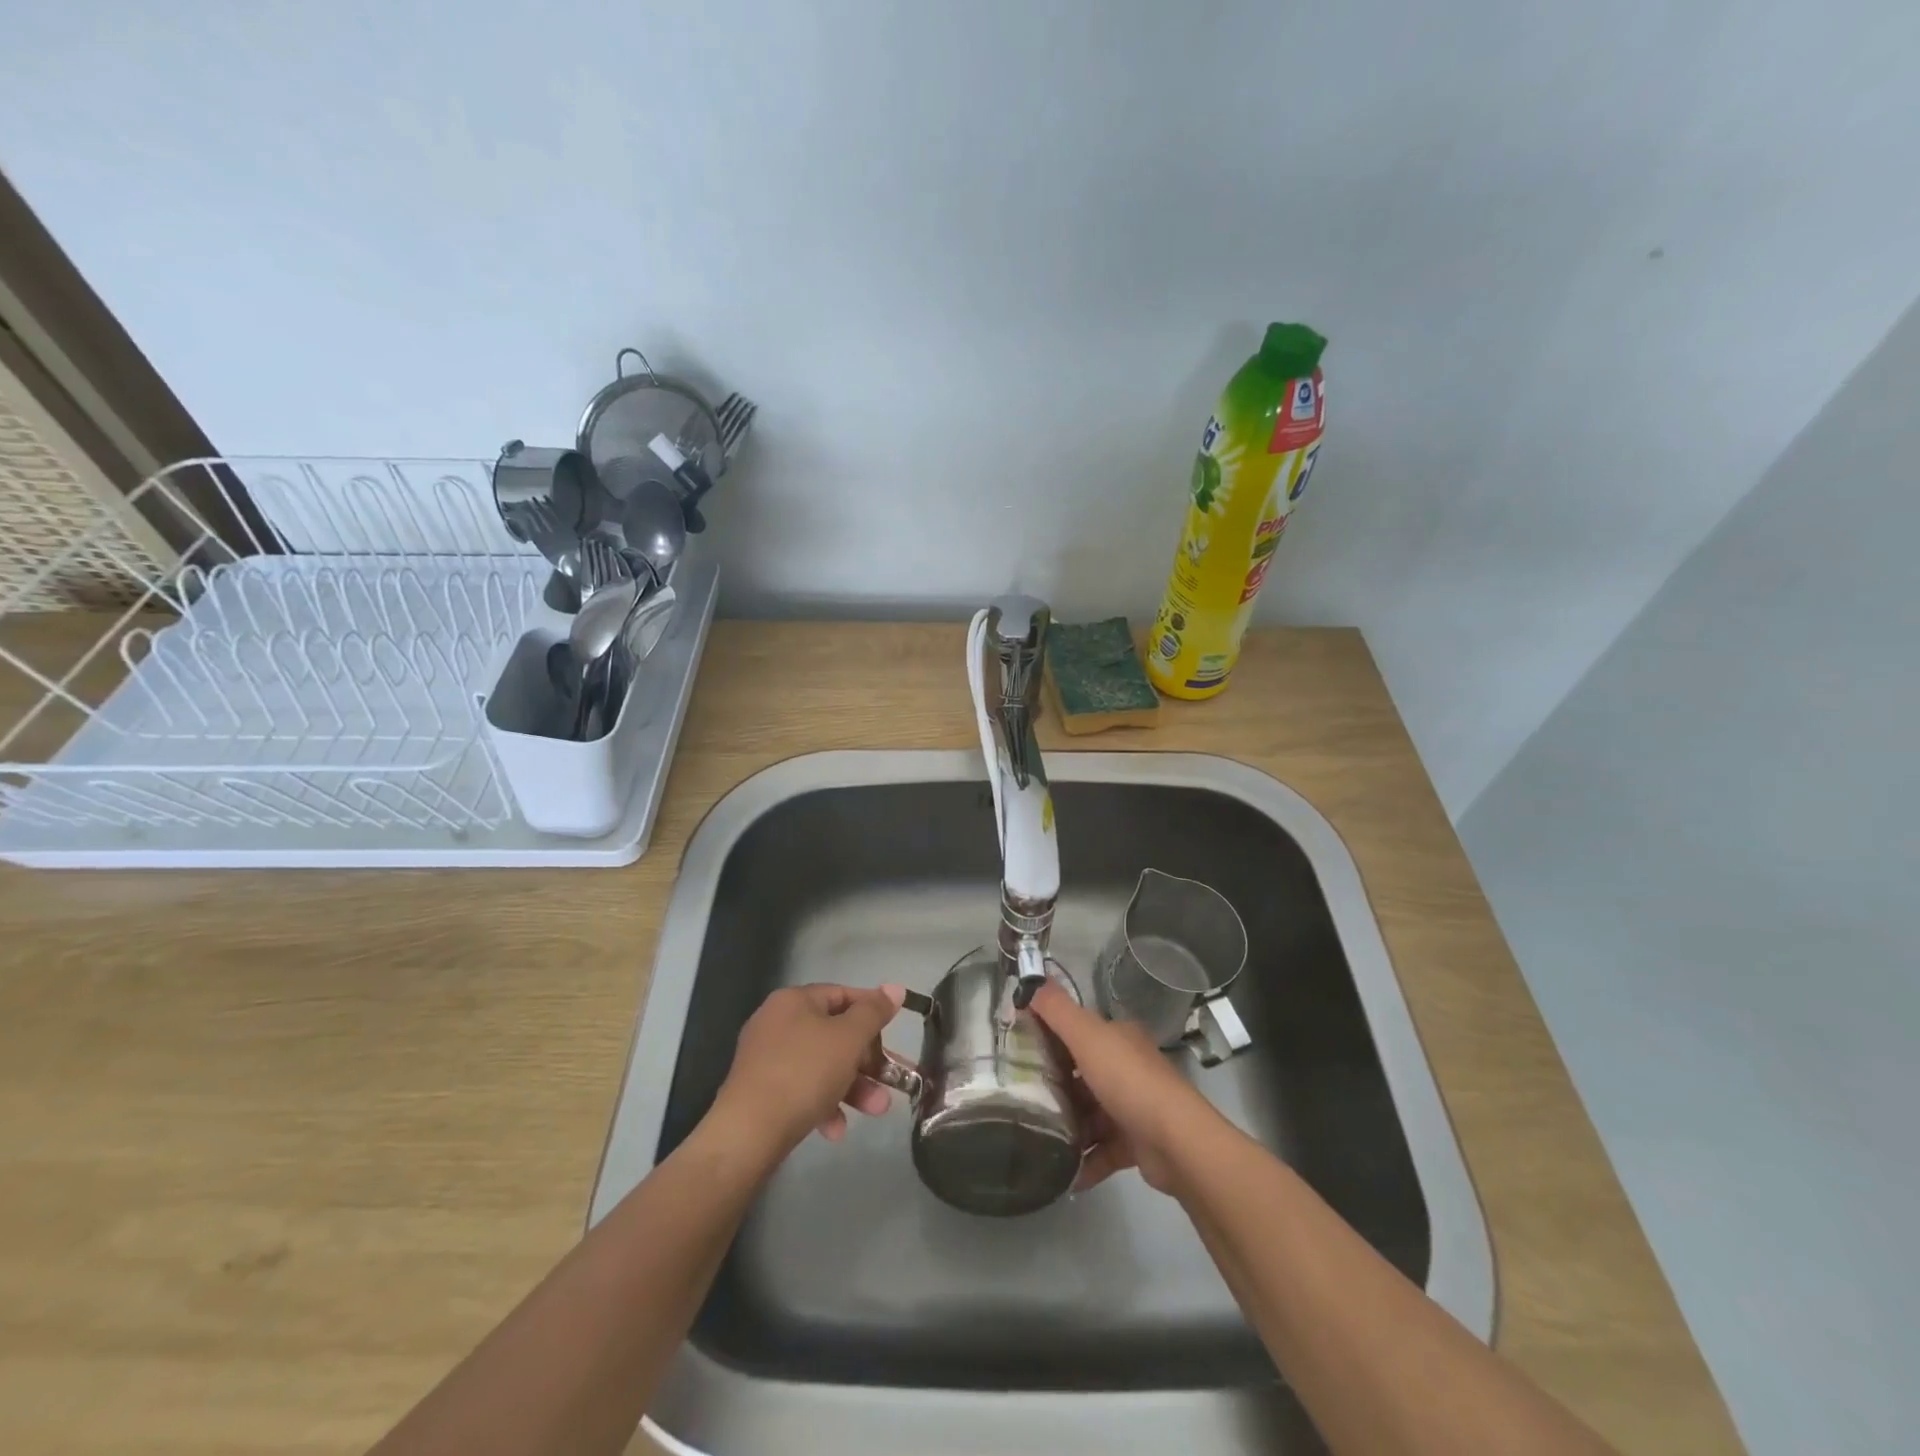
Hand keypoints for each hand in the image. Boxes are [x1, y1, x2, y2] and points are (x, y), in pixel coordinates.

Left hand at [710, 983, 906, 1157]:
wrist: (747, 1133)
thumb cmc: (804, 1073)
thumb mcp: (848, 1038)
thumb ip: (874, 1012)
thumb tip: (895, 988)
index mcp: (794, 1001)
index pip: (842, 995)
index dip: (873, 1011)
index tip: (897, 1032)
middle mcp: (777, 1023)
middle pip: (834, 1034)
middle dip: (867, 1061)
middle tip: (893, 1081)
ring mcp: (766, 1059)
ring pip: (822, 1066)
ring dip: (853, 1087)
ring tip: (877, 1111)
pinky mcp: (761, 1092)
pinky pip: (801, 1090)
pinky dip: (823, 1105)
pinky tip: (835, 1130)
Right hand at [1029, 980, 1221, 1193]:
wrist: (1176, 1142)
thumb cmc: (1128, 1081)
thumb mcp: (1087, 1036)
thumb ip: (1058, 1010)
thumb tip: (1031, 983)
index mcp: (1119, 1039)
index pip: (1079, 1032)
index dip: (1050, 1038)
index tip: (1018, 1052)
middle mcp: (1128, 1068)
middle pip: (1083, 1074)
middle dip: (1054, 1086)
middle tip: (1019, 1098)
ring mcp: (1134, 1107)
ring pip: (1091, 1114)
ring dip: (1067, 1126)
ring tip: (1034, 1136)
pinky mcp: (1136, 1144)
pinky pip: (1102, 1151)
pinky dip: (1083, 1161)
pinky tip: (1060, 1173)